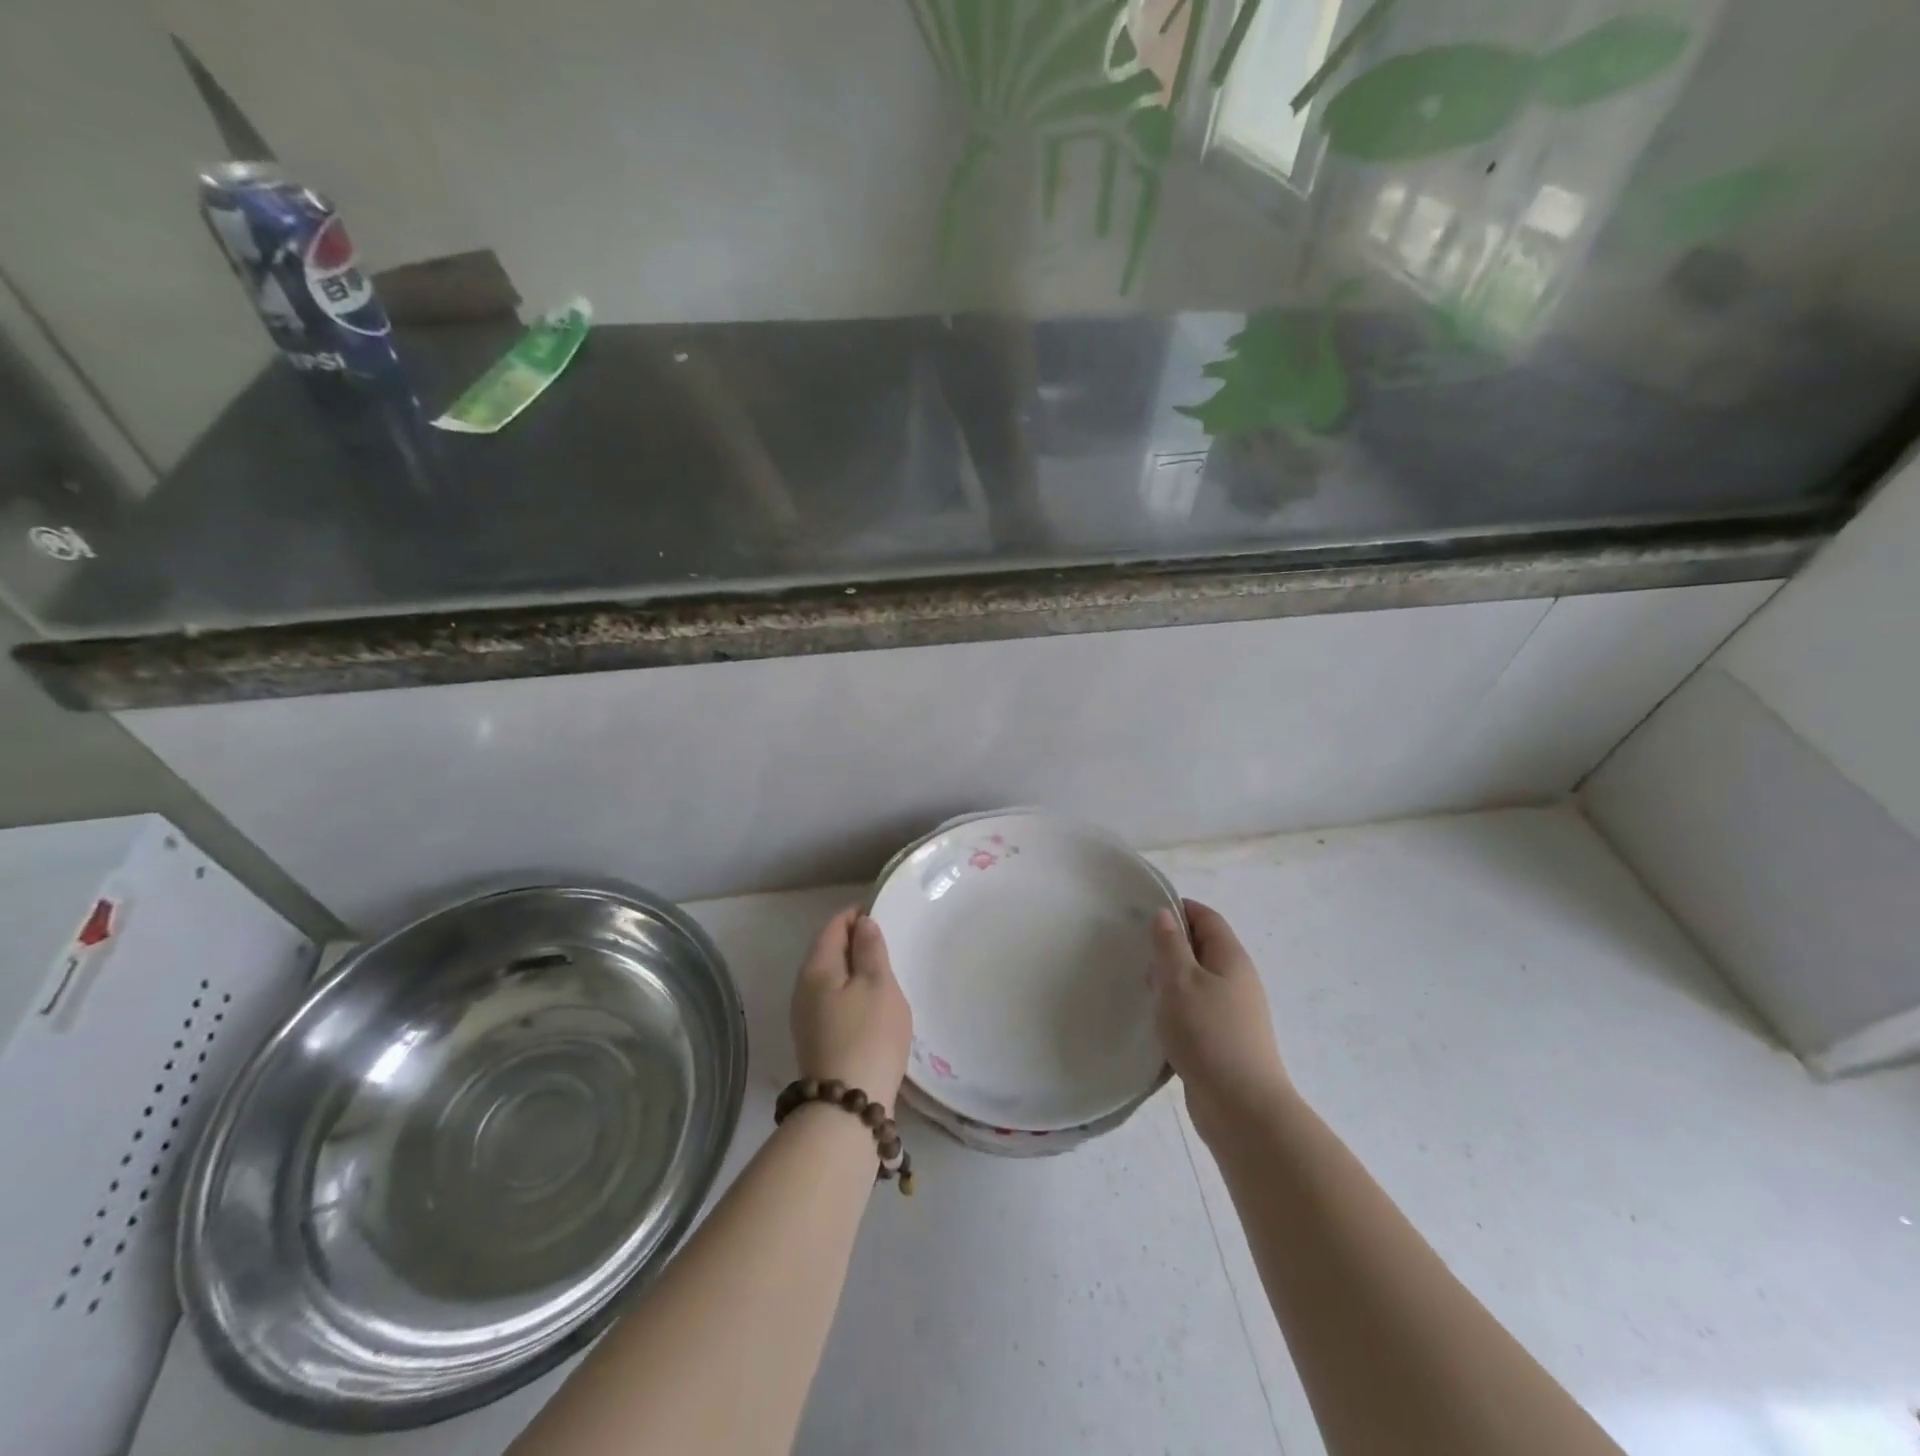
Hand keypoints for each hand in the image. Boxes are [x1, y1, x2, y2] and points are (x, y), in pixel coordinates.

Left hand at [790, 908, 912, 1107]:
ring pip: (830, 977)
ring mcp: (805, 1016)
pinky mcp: (814, 1039)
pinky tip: (870, 1004)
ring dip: (853, 969)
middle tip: (887, 942)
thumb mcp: (878, 985)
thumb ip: (871, 949)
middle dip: (854, 941)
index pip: (834, 926)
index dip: (857, 915)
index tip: (882, 913)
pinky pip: (832, 1000)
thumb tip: (862, 923)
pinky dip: (850, 992)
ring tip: (883, 972)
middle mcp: (803, 987)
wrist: (847, 1106)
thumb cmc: (869, 1035)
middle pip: (828, 951)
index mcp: (817, 967)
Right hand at [1149, 899, 1290, 1138]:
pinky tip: (1156, 1021)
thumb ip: (1169, 945)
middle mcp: (1237, 980)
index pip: (1206, 918)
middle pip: (1202, 948)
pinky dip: (1176, 1007)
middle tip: (1137, 953)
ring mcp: (1234, 1012)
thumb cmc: (1208, 1034)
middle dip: (1169, 946)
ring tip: (1142, 988)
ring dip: (1170, 980)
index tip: (1144, 914)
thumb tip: (1165, 914)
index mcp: (1230, 958)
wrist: (1242, 1109)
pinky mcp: (1224, 1039)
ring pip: (1197, 981)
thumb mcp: (1180, 981)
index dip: (1178, 909)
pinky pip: (1197, 1009)